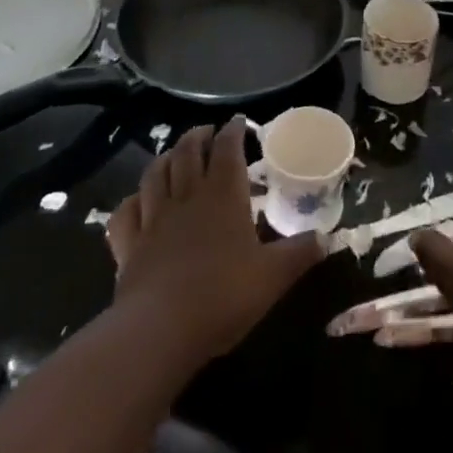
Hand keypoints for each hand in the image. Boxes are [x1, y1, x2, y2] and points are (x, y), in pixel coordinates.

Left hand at [105, 120, 322, 364]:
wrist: (161, 330)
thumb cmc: (223, 295)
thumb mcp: (273, 276)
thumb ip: (300, 253)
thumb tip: (327, 238)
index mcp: (223, 195)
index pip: (227, 148)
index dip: (233, 131)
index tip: (239, 122)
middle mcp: (187, 196)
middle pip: (187, 152)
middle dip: (197, 136)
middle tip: (207, 132)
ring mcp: (154, 218)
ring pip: (155, 173)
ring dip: (165, 158)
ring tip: (173, 155)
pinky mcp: (129, 245)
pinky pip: (125, 213)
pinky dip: (132, 201)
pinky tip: (137, 201)